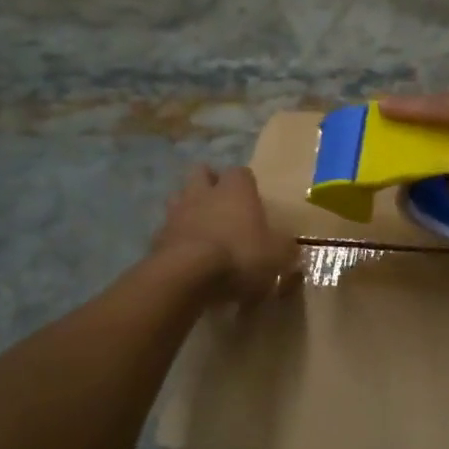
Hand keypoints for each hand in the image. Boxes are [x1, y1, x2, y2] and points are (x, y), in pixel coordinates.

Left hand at [153, 165, 299, 302]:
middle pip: (203, 172)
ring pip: (180, 196)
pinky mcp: (157, 236)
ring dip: (189, 207)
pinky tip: (186, 255)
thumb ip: (285, 249)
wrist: (187, 276)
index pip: (241, 172)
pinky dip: (176, 238)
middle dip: (210, 183)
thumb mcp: (277, 256)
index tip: (252, 201)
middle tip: (223, 206)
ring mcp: (176, 212)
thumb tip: (291, 247)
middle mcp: (204, 192)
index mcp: (236, 190)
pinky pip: (168, 230)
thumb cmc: (239, 256)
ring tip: (201, 228)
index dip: (246, 185)